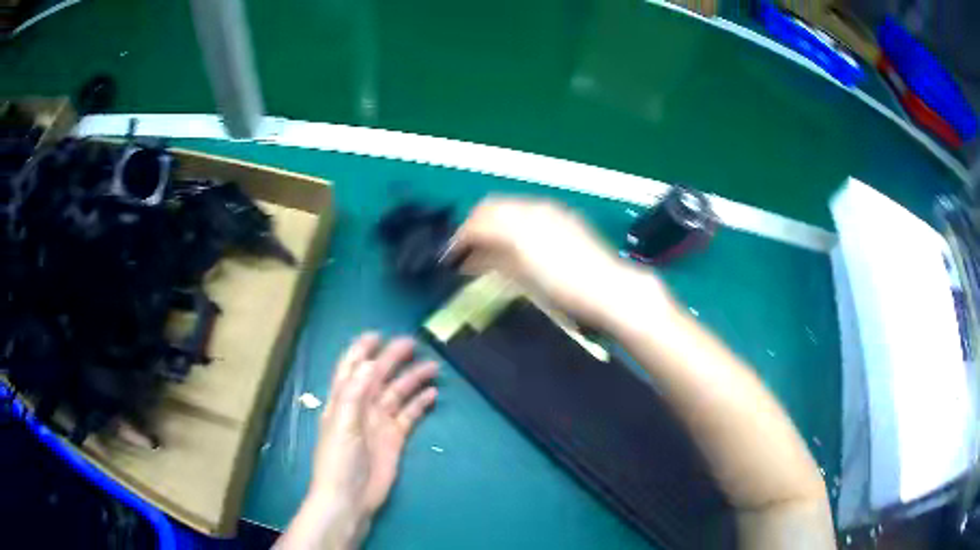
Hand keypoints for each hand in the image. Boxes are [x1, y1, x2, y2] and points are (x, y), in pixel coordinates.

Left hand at [278, 333, 437, 549]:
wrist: (349, 498)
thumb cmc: (339, 460)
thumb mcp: (342, 424)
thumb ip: (355, 393)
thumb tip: (370, 362)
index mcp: (343, 401)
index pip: (351, 368)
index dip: (361, 350)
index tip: (378, 335)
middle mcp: (361, 407)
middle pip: (378, 377)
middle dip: (393, 359)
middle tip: (413, 344)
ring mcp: (379, 423)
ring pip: (397, 393)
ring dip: (412, 379)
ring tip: (432, 366)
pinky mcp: (395, 439)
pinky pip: (409, 415)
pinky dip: (420, 404)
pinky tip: (432, 394)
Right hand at [450, 197, 671, 327]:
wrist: (610, 289)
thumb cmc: (565, 289)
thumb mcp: (523, 278)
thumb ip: (492, 262)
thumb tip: (469, 259)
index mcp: (518, 223)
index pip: (476, 222)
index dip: (459, 239)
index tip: (450, 257)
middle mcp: (532, 208)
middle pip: (491, 207)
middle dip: (474, 227)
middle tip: (467, 251)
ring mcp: (551, 210)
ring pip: (510, 207)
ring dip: (494, 224)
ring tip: (490, 250)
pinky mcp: (565, 218)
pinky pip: (529, 211)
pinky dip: (514, 223)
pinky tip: (518, 243)